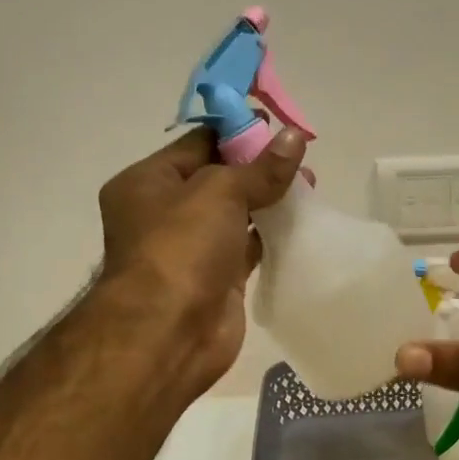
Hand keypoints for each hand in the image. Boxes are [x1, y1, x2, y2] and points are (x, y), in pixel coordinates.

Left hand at [97, 126, 306, 396]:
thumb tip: (295, 136)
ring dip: (270, 200)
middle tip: (301, 159)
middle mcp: (165, 212)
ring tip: (310, 187)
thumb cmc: (181, 248)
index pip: (199, 143)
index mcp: (148, 182)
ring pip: (237, 213)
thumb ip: (261, 167)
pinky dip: (273, 234)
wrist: (168, 333)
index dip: (239, 132)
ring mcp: (191, 248)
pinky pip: (249, 246)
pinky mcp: (217, 278)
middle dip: (260, 167)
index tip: (279, 126)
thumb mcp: (220, 192)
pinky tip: (303, 222)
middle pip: (220, 177)